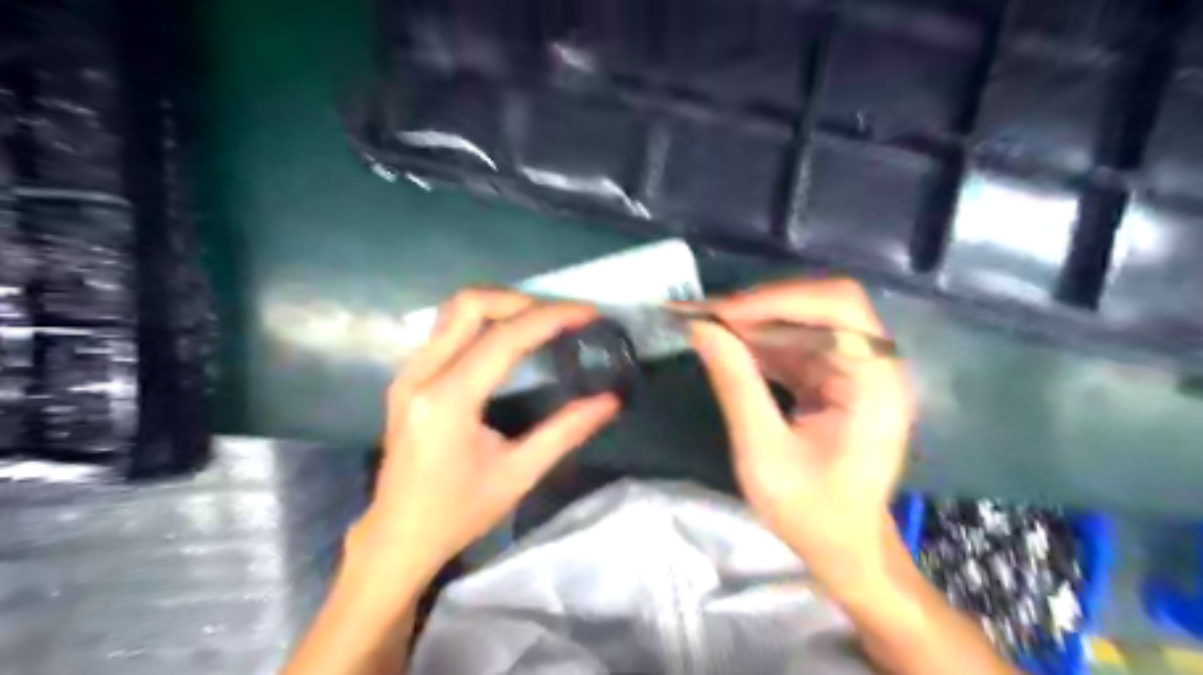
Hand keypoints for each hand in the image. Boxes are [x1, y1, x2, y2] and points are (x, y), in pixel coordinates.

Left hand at [354, 287, 619, 582]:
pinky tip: (510, 340)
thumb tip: (610, 400)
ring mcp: (408, 373)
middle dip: (522, 300)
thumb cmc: (459, 513)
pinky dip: (484, 322)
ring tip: (541, 322)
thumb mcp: (518, 475)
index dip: (550, 317)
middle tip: (561, 316)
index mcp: (448, 401)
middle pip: (470, 305)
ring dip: (502, 306)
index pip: (504, 338)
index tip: (588, 312)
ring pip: (455, 311)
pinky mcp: (408, 378)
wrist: (397, 537)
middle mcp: (421, 375)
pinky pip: (447, 329)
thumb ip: (565, 432)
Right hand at [691, 276, 917, 589]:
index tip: (723, 313)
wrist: (844, 548)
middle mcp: (873, 366)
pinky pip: (796, 345)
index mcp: (875, 383)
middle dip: (761, 307)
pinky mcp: (836, 379)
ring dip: (754, 322)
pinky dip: (759, 342)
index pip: (839, 307)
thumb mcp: (763, 453)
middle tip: (705, 314)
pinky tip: (726, 345)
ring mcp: (855, 371)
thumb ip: (735, 385)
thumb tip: (701, 329)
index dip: (779, 299)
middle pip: (821, 306)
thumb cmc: (812, 513)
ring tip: (705, 325)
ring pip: (804, 322)